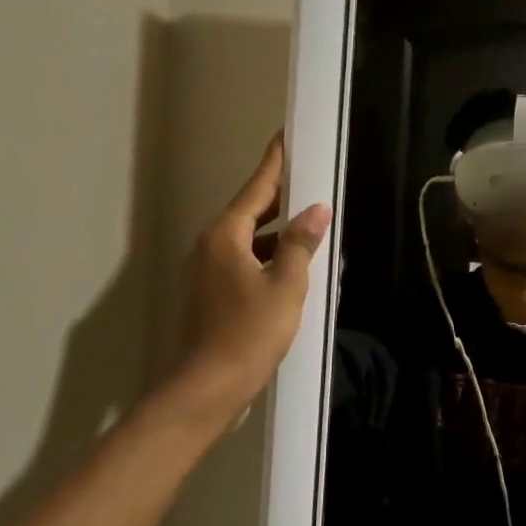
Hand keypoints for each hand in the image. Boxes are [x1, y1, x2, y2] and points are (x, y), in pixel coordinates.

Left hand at [177, 134, 331, 419]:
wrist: (208, 388)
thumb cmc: (249, 332)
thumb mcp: (285, 286)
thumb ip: (301, 244)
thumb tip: (317, 210)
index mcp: (226, 236)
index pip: (256, 188)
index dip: (274, 163)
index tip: (285, 137)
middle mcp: (212, 246)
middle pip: (251, 211)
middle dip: (281, 197)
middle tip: (309, 178)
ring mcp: (208, 271)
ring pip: (249, 239)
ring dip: (279, 234)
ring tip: (312, 226)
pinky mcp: (213, 295)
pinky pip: (245, 262)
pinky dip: (269, 258)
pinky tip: (295, 268)